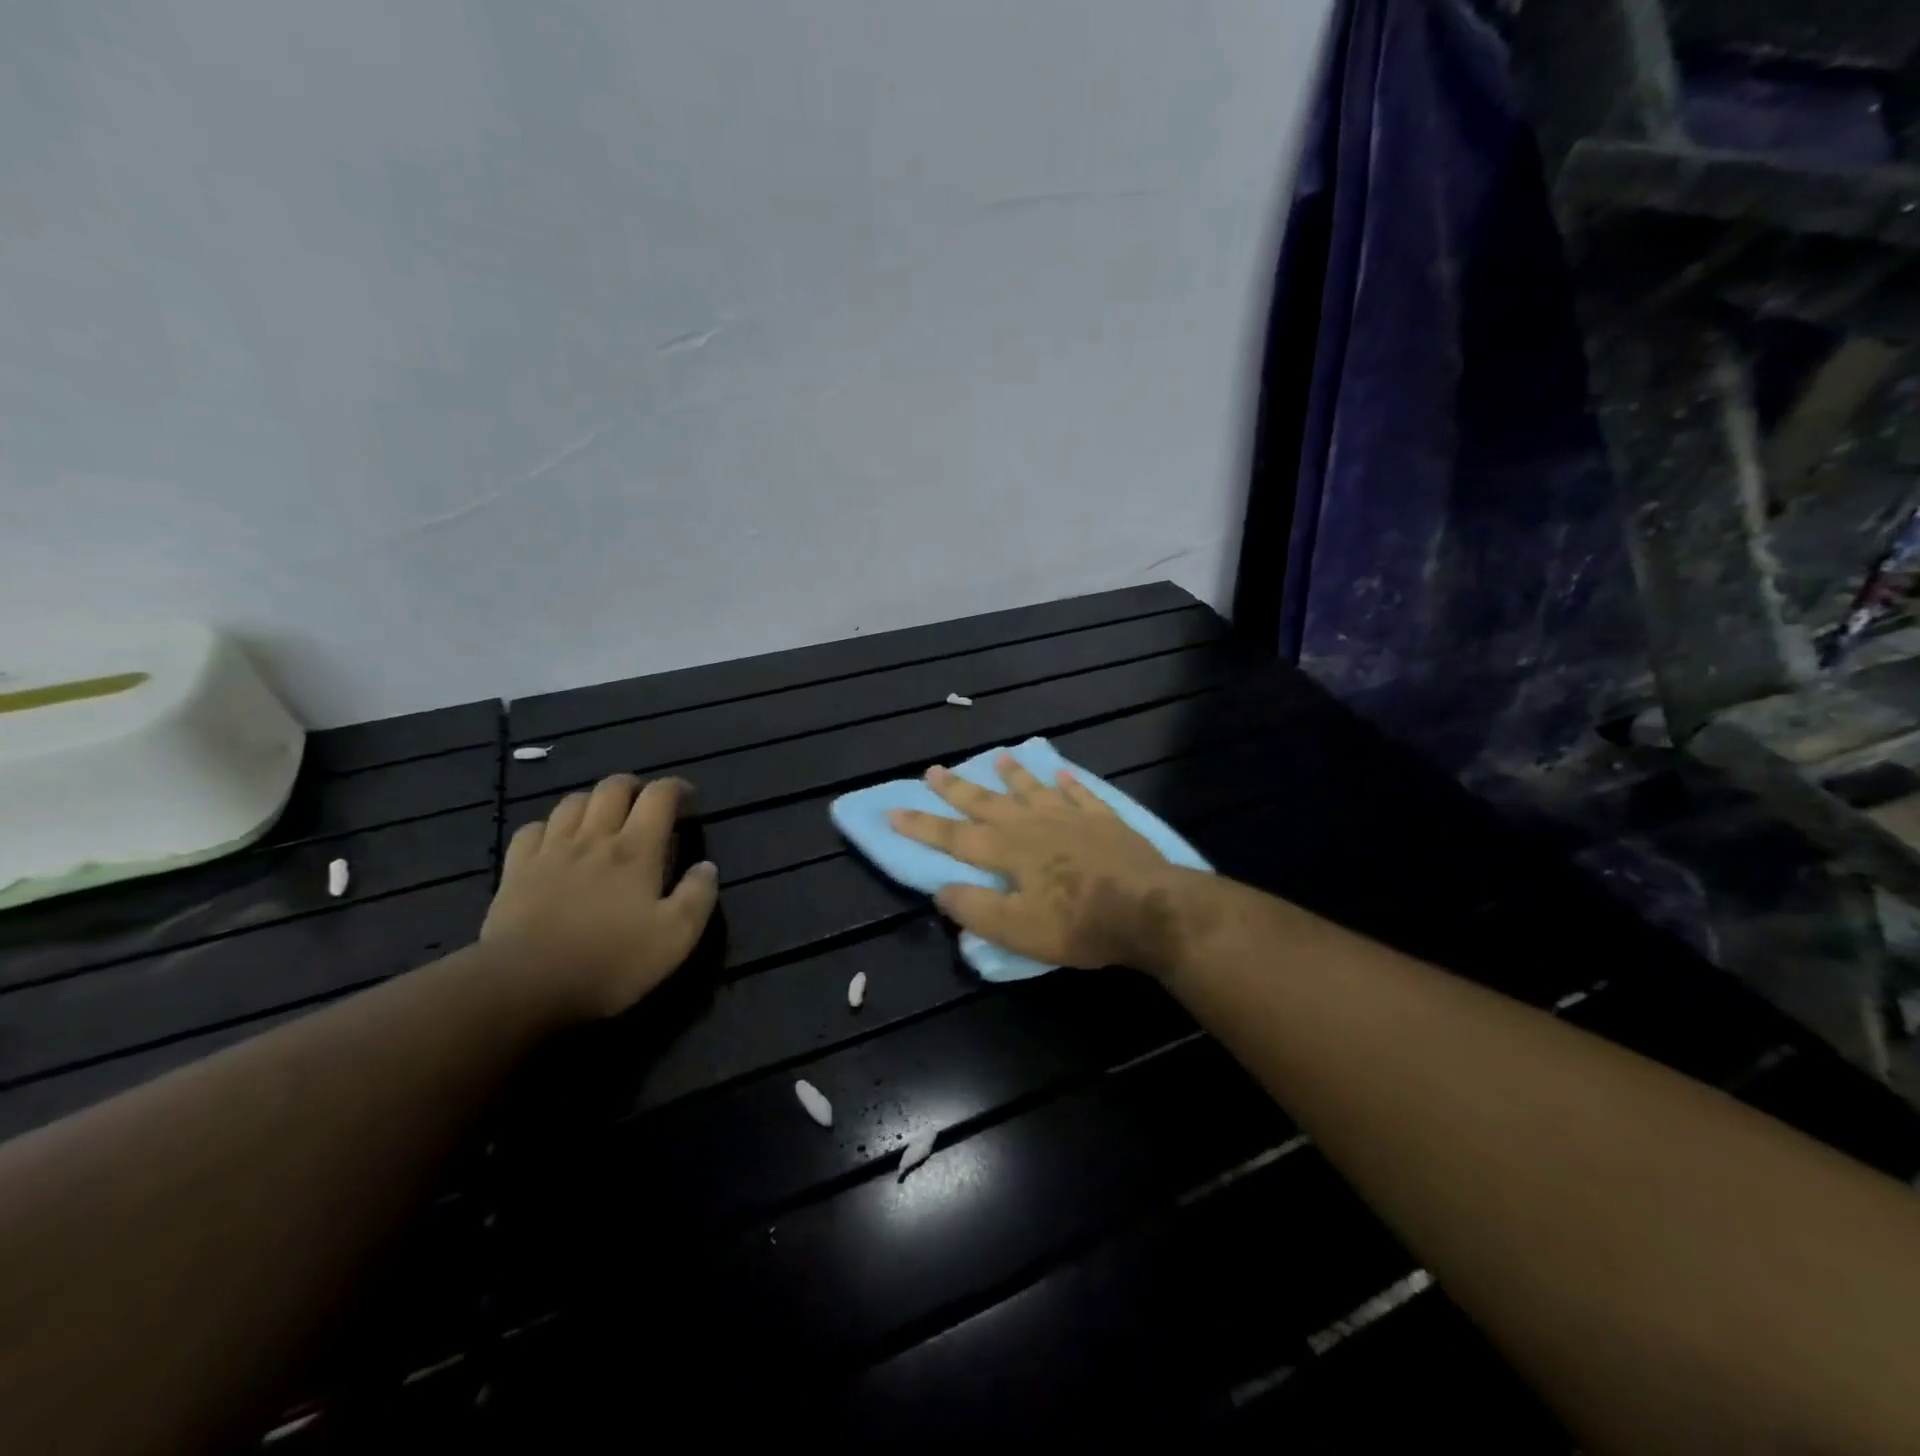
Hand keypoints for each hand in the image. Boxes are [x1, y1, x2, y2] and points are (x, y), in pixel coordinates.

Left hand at [482, 774, 718, 1020]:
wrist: (524, 985)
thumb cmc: (610, 961)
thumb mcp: (675, 938)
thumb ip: (698, 896)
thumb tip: (707, 866)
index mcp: (636, 849)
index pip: (659, 796)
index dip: (677, 787)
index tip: (689, 799)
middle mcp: (594, 838)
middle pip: (613, 787)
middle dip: (635, 786)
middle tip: (646, 805)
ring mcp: (550, 851)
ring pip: (573, 801)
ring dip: (594, 800)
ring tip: (604, 818)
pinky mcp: (516, 870)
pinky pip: (532, 829)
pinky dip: (550, 826)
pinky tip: (556, 841)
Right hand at [888, 757, 1197, 973]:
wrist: (1148, 908)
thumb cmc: (1078, 923)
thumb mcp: (1017, 930)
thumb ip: (975, 909)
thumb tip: (940, 891)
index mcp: (1007, 851)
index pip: (954, 837)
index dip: (922, 826)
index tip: (894, 811)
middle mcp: (1033, 825)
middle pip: (988, 803)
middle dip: (958, 789)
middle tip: (935, 769)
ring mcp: (1070, 817)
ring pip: (1032, 789)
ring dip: (1012, 774)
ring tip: (999, 756)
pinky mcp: (1104, 820)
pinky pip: (1080, 794)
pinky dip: (1068, 783)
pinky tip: (1061, 772)